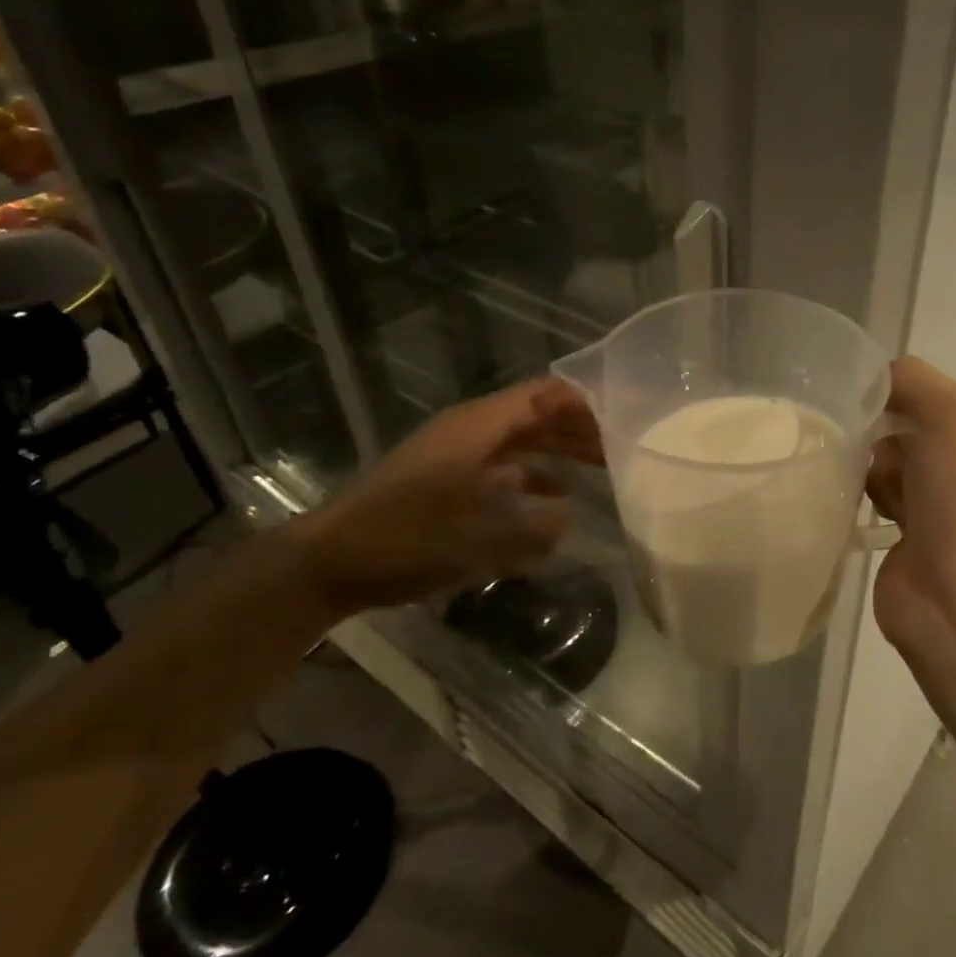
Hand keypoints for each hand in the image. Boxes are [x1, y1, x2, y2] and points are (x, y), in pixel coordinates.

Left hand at [292, 378, 602, 615]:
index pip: (544, 395)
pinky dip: (533, 476)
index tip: (626, 415)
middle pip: (536, 415)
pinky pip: (503, 467)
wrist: (329, 561)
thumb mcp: (479, 539)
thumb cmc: (405, 539)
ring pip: (521, 441)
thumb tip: (570, 516)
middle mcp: (471, 431)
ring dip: (560, 449)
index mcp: (478, 427)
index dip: (586, 400)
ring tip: (604, 466)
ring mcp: (457, 455)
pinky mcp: (446, 480)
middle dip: (580, 427)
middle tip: (624, 446)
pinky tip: (556, 498)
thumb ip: (534, 529)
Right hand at [866, 357, 955, 694]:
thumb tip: (875, 378)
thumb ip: (915, 382)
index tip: (864, 397)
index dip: (900, 393)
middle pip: (905, 430)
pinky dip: (859, 500)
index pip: (934, 397)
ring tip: (859, 481)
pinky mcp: (904, 540)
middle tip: (863, 445)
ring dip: (868, 468)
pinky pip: (871, 501)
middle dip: (880, 432)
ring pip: (885, 465)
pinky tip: (848, 503)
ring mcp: (936, 508)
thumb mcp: (954, 415)